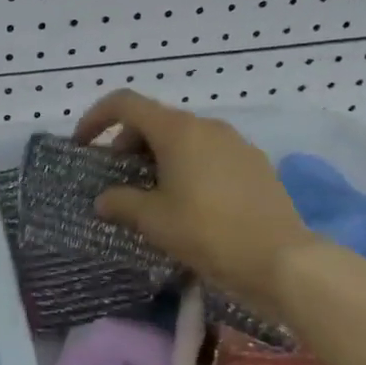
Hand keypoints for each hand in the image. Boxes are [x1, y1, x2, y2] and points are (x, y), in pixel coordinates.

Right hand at [73, 89, 316, 312]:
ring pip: (183, 138)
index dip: (96, 118)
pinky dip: (186, 166)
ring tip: (150, 193)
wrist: (282, 260)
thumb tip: (104, 200)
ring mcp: (236, 144)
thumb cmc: (207, 232)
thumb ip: (120, 202)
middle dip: (127, 143)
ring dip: (157, 156)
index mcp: (177, 130)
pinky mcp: (255, 165)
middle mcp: (207, 127)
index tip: (83, 145)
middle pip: (154, 120)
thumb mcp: (151, 220)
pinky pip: (208, 154)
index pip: (125, 104)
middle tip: (116, 179)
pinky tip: (187, 203)